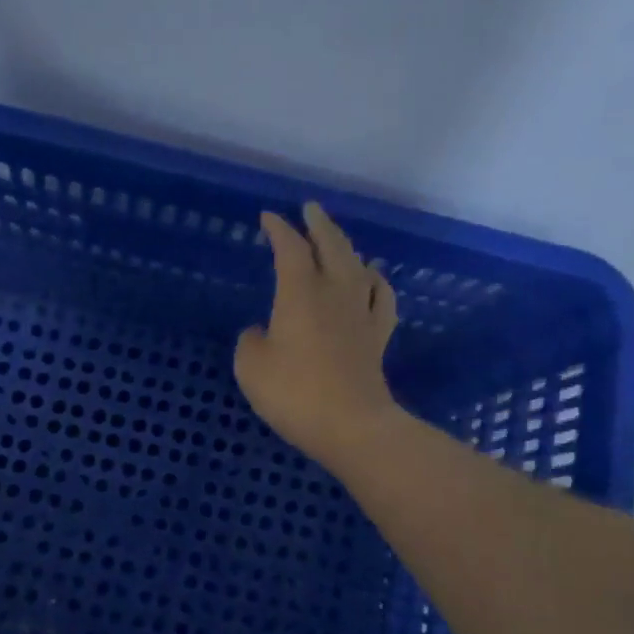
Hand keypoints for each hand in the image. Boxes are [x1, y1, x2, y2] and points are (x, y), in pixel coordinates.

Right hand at [234, 202, 400, 467]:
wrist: (351, 425)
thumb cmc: (293, 393)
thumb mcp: (251, 367)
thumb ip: (251, 341)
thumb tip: (261, 332)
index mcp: (300, 292)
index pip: (290, 248)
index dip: (278, 229)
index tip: (268, 218)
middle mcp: (335, 292)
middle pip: (332, 245)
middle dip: (319, 224)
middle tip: (310, 209)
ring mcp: (361, 313)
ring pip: (358, 265)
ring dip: (346, 247)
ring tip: (337, 241)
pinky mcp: (378, 336)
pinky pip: (381, 297)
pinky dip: (376, 280)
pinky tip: (372, 278)